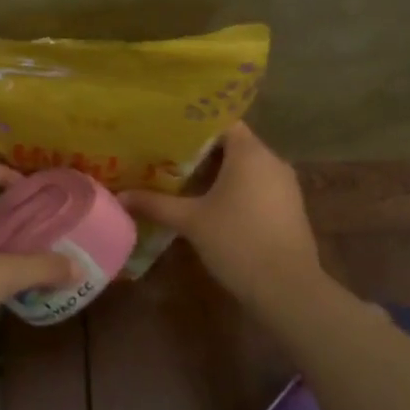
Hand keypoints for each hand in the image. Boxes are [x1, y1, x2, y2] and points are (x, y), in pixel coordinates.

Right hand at [123, 123, 323, 307]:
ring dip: (219, 173)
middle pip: (233, 144)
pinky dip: (236, 190)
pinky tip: (213, 207)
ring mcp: (285, 185)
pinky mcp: (289, 207)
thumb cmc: (237, 242)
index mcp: (250, 152)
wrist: (288, 288)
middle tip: (166, 158)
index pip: (222, 121)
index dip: (194, 126)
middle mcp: (271, 160)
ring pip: (247, 167)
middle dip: (201, 152)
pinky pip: (258, 186)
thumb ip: (155, 204)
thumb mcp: (190, 221)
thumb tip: (120, 196)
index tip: (167, 133)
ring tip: (184, 182)